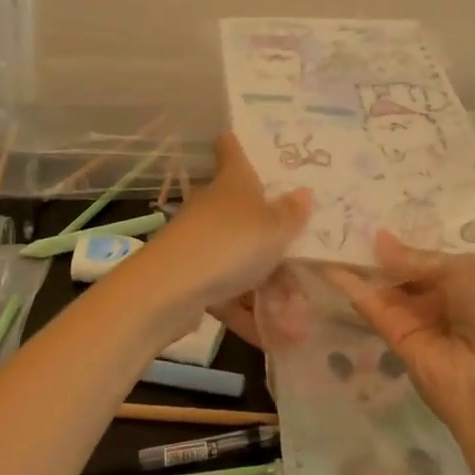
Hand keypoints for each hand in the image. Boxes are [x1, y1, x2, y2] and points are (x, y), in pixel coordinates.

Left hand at [128, 135, 310, 332]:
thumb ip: (291, 214)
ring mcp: (200, 243)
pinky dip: (247, 312)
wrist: (170, 290)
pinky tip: (274, 337)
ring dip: (266, 284)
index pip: (230, 149)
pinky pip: (227, 293)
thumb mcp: (274, 229)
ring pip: (238, 257)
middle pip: (244, 210)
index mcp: (233, 183)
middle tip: (304, 248)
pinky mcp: (191, 278)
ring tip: (299, 313)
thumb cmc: (230, 244)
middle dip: (272, 233)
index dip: (237, 142)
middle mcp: (214, 207)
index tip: (244, 138)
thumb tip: (304, 193)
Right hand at [325, 231, 474, 431]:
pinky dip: (352, 288)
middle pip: (402, 271)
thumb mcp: (465, 272)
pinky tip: (330, 266)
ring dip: (359, 265)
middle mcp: (440, 299)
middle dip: (377, 250)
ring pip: (384, 288)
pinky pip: (374, 308)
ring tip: (329, 236)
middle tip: (344, 220)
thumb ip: (418, 259)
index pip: (427, 256)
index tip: (372, 214)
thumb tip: (380, 239)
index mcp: (466, 280)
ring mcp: (417, 321)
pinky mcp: (396, 340)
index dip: (403, 239)